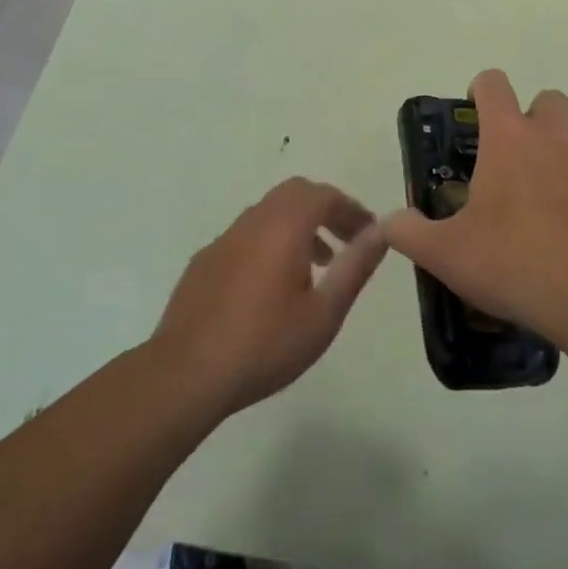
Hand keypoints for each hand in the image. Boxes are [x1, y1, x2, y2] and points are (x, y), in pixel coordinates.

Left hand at [150, 178, 387, 416]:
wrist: (185, 375)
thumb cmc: (265, 345)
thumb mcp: (324, 313)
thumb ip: (355, 268)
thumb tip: (382, 232)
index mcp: (284, 227)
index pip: (324, 195)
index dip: (351, 209)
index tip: (368, 234)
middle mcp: (252, 222)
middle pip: (294, 194)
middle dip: (324, 210)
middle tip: (344, 242)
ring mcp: (223, 240)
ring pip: (267, 213)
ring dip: (296, 227)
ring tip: (315, 267)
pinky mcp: (203, 262)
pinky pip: (245, 236)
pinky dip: (269, 243)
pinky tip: (270, 287)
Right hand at [383, 70, 567, 344]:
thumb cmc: (513, 260)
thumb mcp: (445, 253)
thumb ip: (409, 233)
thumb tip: (388, 222)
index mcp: (509, 139)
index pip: (494, 85)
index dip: (480, 91)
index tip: (471, 116)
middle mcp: (553, 141)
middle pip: (547, 100)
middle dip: (529, 117)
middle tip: (507, 160)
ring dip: (552, 162)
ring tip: (530, 215)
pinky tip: (561, 241)